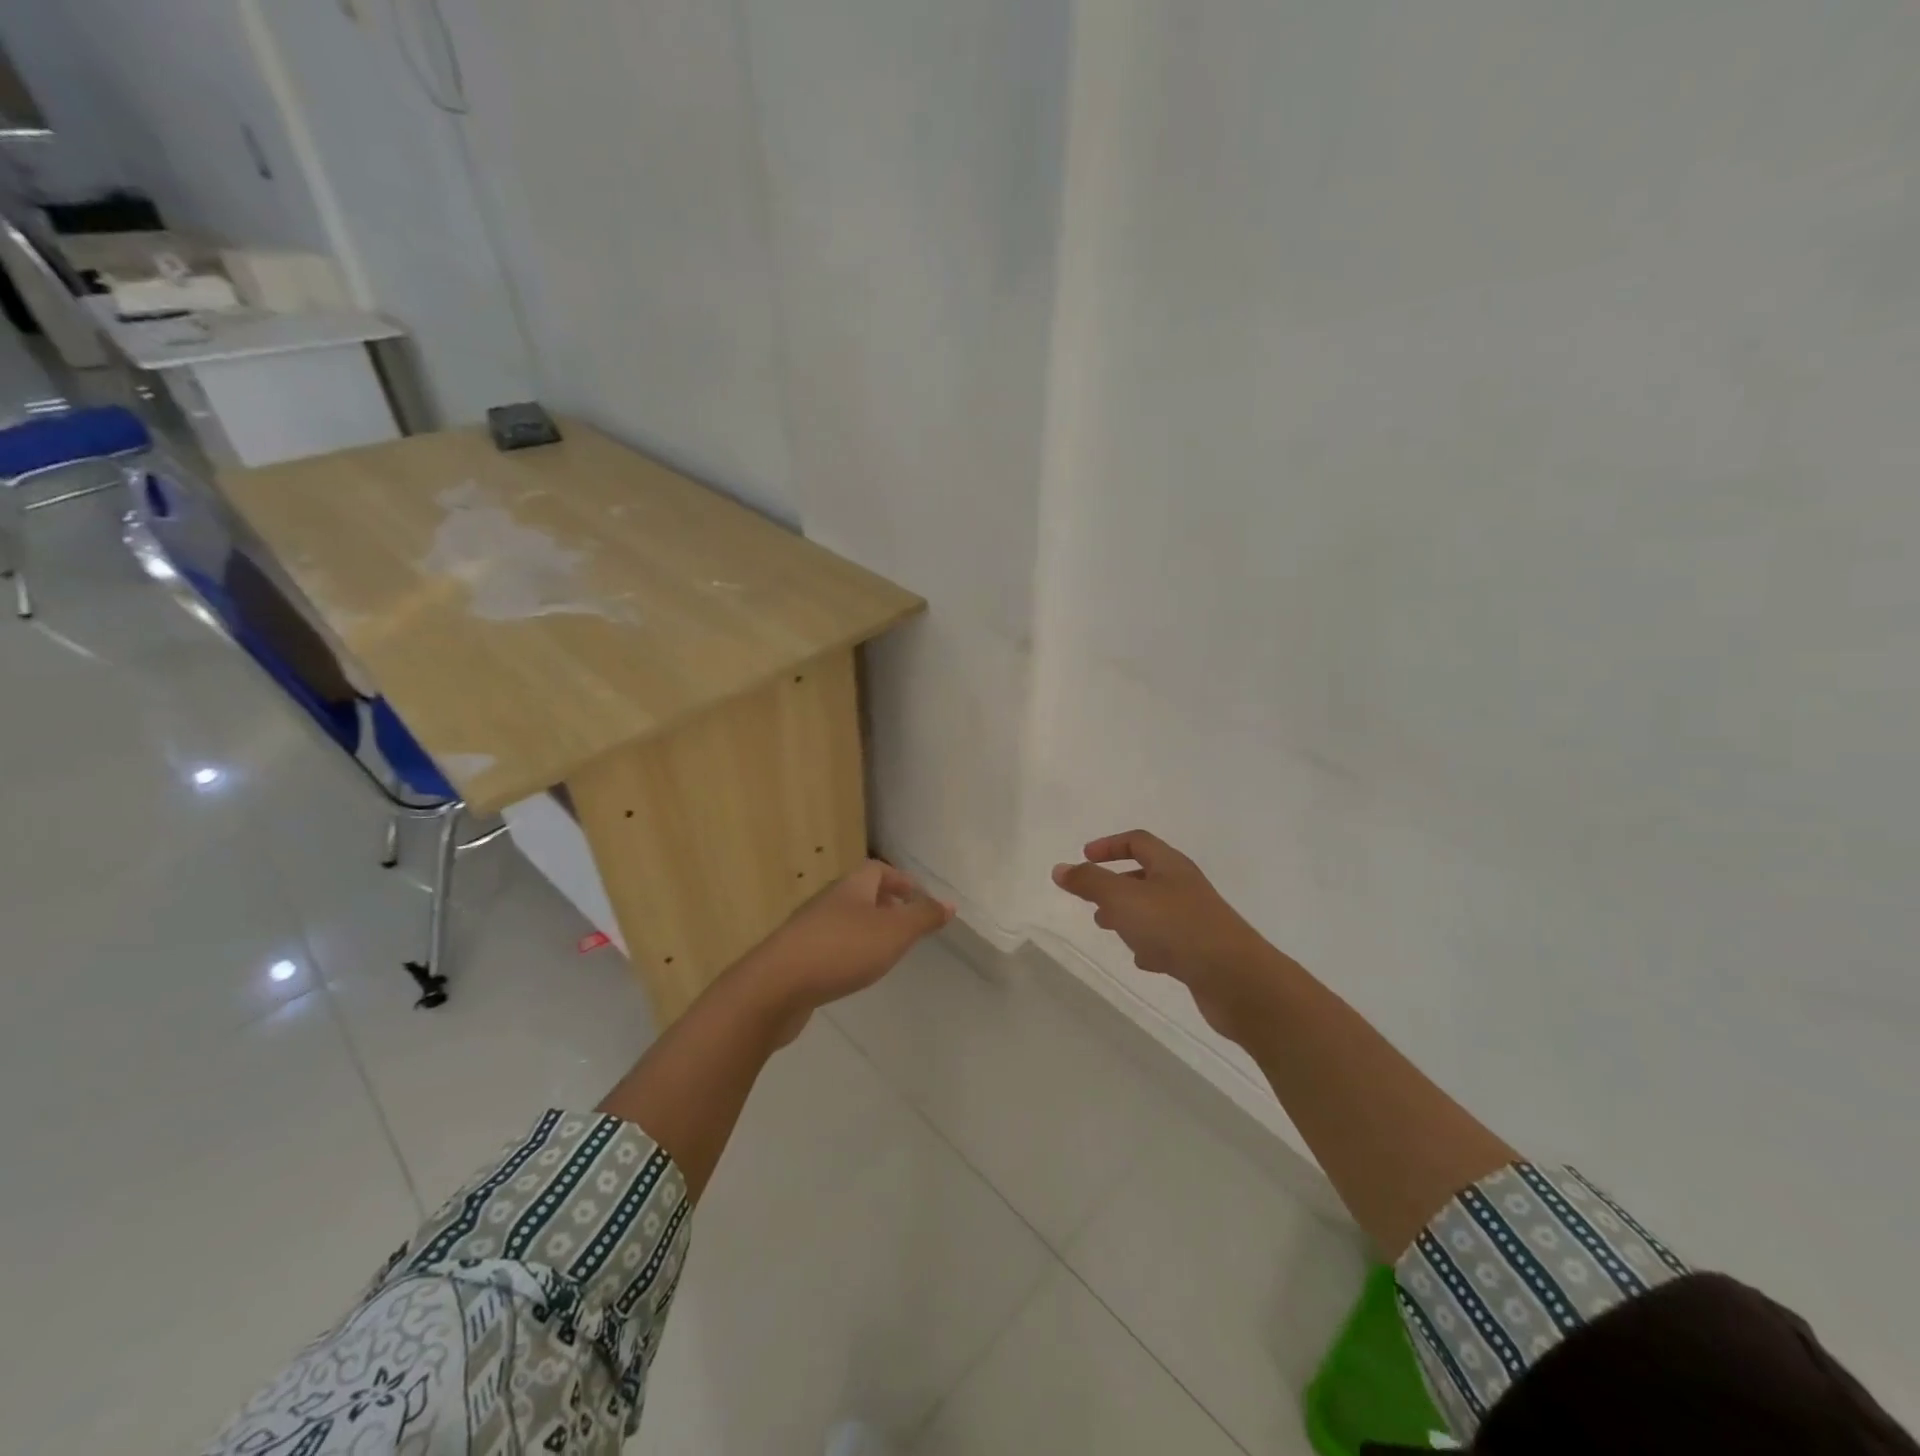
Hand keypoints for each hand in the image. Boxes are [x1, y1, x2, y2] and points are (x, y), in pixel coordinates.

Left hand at [735, 860, 954, 1042]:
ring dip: (866, 929)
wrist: (775, 987)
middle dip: (884, 904)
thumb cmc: (842, 950)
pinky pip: (829, 946)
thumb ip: (923, 917)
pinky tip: (853, 972)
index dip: (899, 879)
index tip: (917, 896)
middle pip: (859, 893)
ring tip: (885, 950)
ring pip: (844, 920)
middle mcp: (828, 902)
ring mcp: (808, 930)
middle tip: (906, 923)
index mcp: (851, 888)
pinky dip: (847, 952)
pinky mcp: (796, 958)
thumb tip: (949, 903)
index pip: (877, 869)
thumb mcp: (894, 932)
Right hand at [1052, 831, 1281, 1043]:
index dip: (1109, 845)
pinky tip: (1142, 961)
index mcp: (1170, 866)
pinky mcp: (1201, 952)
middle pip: (1146, 875)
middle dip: (1115, 884)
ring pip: (1155, 909)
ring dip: (1130, 915)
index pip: (1138, 841)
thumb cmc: (1176, 927)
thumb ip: (1089, 882)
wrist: (1235, 979)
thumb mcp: (1123, 899)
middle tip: (1091, 899)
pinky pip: (1169, 940)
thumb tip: (1060, 868)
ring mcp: (1196, 920)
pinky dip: (1150, 944)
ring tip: (1107, 928)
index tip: (1084, 857)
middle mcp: (1185, 887)